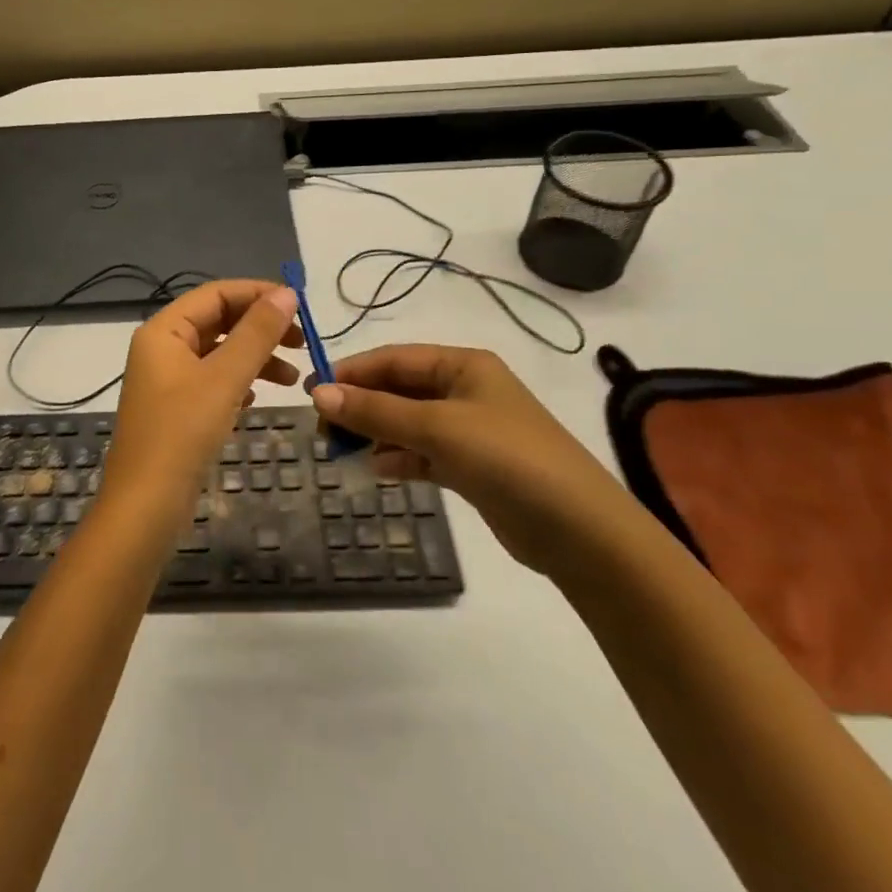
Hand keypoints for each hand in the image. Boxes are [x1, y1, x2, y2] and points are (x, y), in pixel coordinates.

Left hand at [103, 281, 302, 528]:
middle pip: (217, 321)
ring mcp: (167, 381)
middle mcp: (161, 348)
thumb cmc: (182, 433)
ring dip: (255, 358)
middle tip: (302, 343)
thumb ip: (257, 334)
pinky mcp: (176, 410)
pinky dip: (239, 382)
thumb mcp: (224, 378)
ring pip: (218, 353)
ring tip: (293, 379)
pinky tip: (259, 397)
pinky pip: (213, 382)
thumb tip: (287, 294)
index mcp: (163, 331)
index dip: (257, 294)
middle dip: (260, 328)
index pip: (215, 294)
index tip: (300, 306)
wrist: (145, 506)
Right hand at [311, 345, 636, 576]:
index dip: (352, 372)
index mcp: (463, 366)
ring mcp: (470, 430)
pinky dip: (398, 457)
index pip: (394, 359)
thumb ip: (376, 411)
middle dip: (361, 405)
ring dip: (376, 433)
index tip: (312, 392)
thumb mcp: (437, 428)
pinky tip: (377, 469)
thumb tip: (317, 394)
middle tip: (322, 429)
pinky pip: (422, 452)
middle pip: (398, 390)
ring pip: (407, 422)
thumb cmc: (507, 459)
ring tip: (341, 450)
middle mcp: (465, 391)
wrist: (580, 532)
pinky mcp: (472, 466)